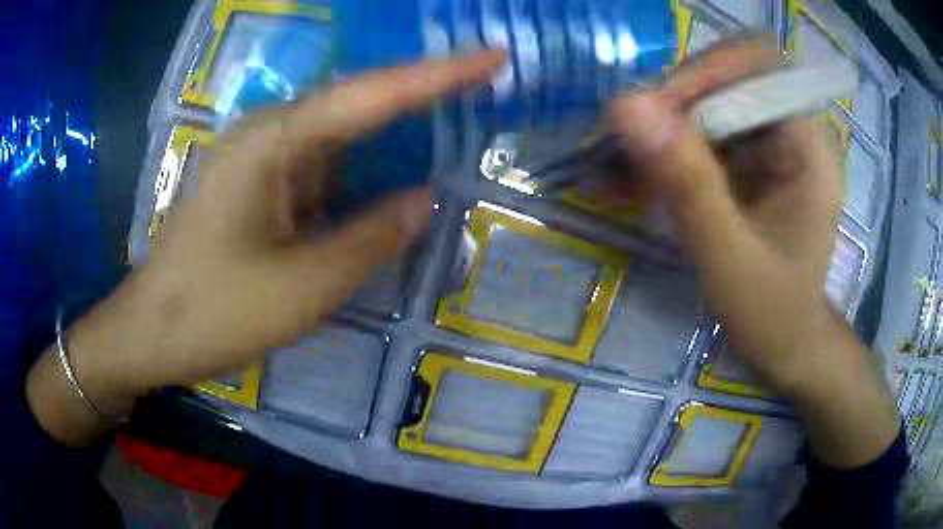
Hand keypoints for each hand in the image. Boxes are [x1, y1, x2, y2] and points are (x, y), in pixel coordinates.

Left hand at [27, 51, 505, 445]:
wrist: (151, 334)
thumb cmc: (215, 312)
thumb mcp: (305, 286)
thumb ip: (372, 237)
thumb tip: (424, 200)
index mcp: (273, 142)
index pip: (371, 95)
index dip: (439, 75)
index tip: (494, 56)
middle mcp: (267, 136)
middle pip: (356, 104)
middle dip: (421, 95)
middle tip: (484, 86)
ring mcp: (259, 161)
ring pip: (340, 138)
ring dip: (391, 136)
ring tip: (450, 125)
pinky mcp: (257, 188)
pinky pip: (321, 169)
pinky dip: (360, 172)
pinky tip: (387, 178)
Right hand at [607, 40, 897, 467]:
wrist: (787, 343)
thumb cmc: (773, 313)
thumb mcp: (730, 257)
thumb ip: (687, 183)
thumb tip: (626, 105)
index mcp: (809, 146)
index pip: (758, 67)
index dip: (706, 72)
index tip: (652, 109)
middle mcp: (791, 132)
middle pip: (725, 80)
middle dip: (670, 107)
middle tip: (623, 147)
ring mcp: (768, 144)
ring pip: (704, 106)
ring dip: (656, 133)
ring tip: (610, 171)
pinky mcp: (746, 161)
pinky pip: (697, 136)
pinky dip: (660, 155)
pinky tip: (624, 183)